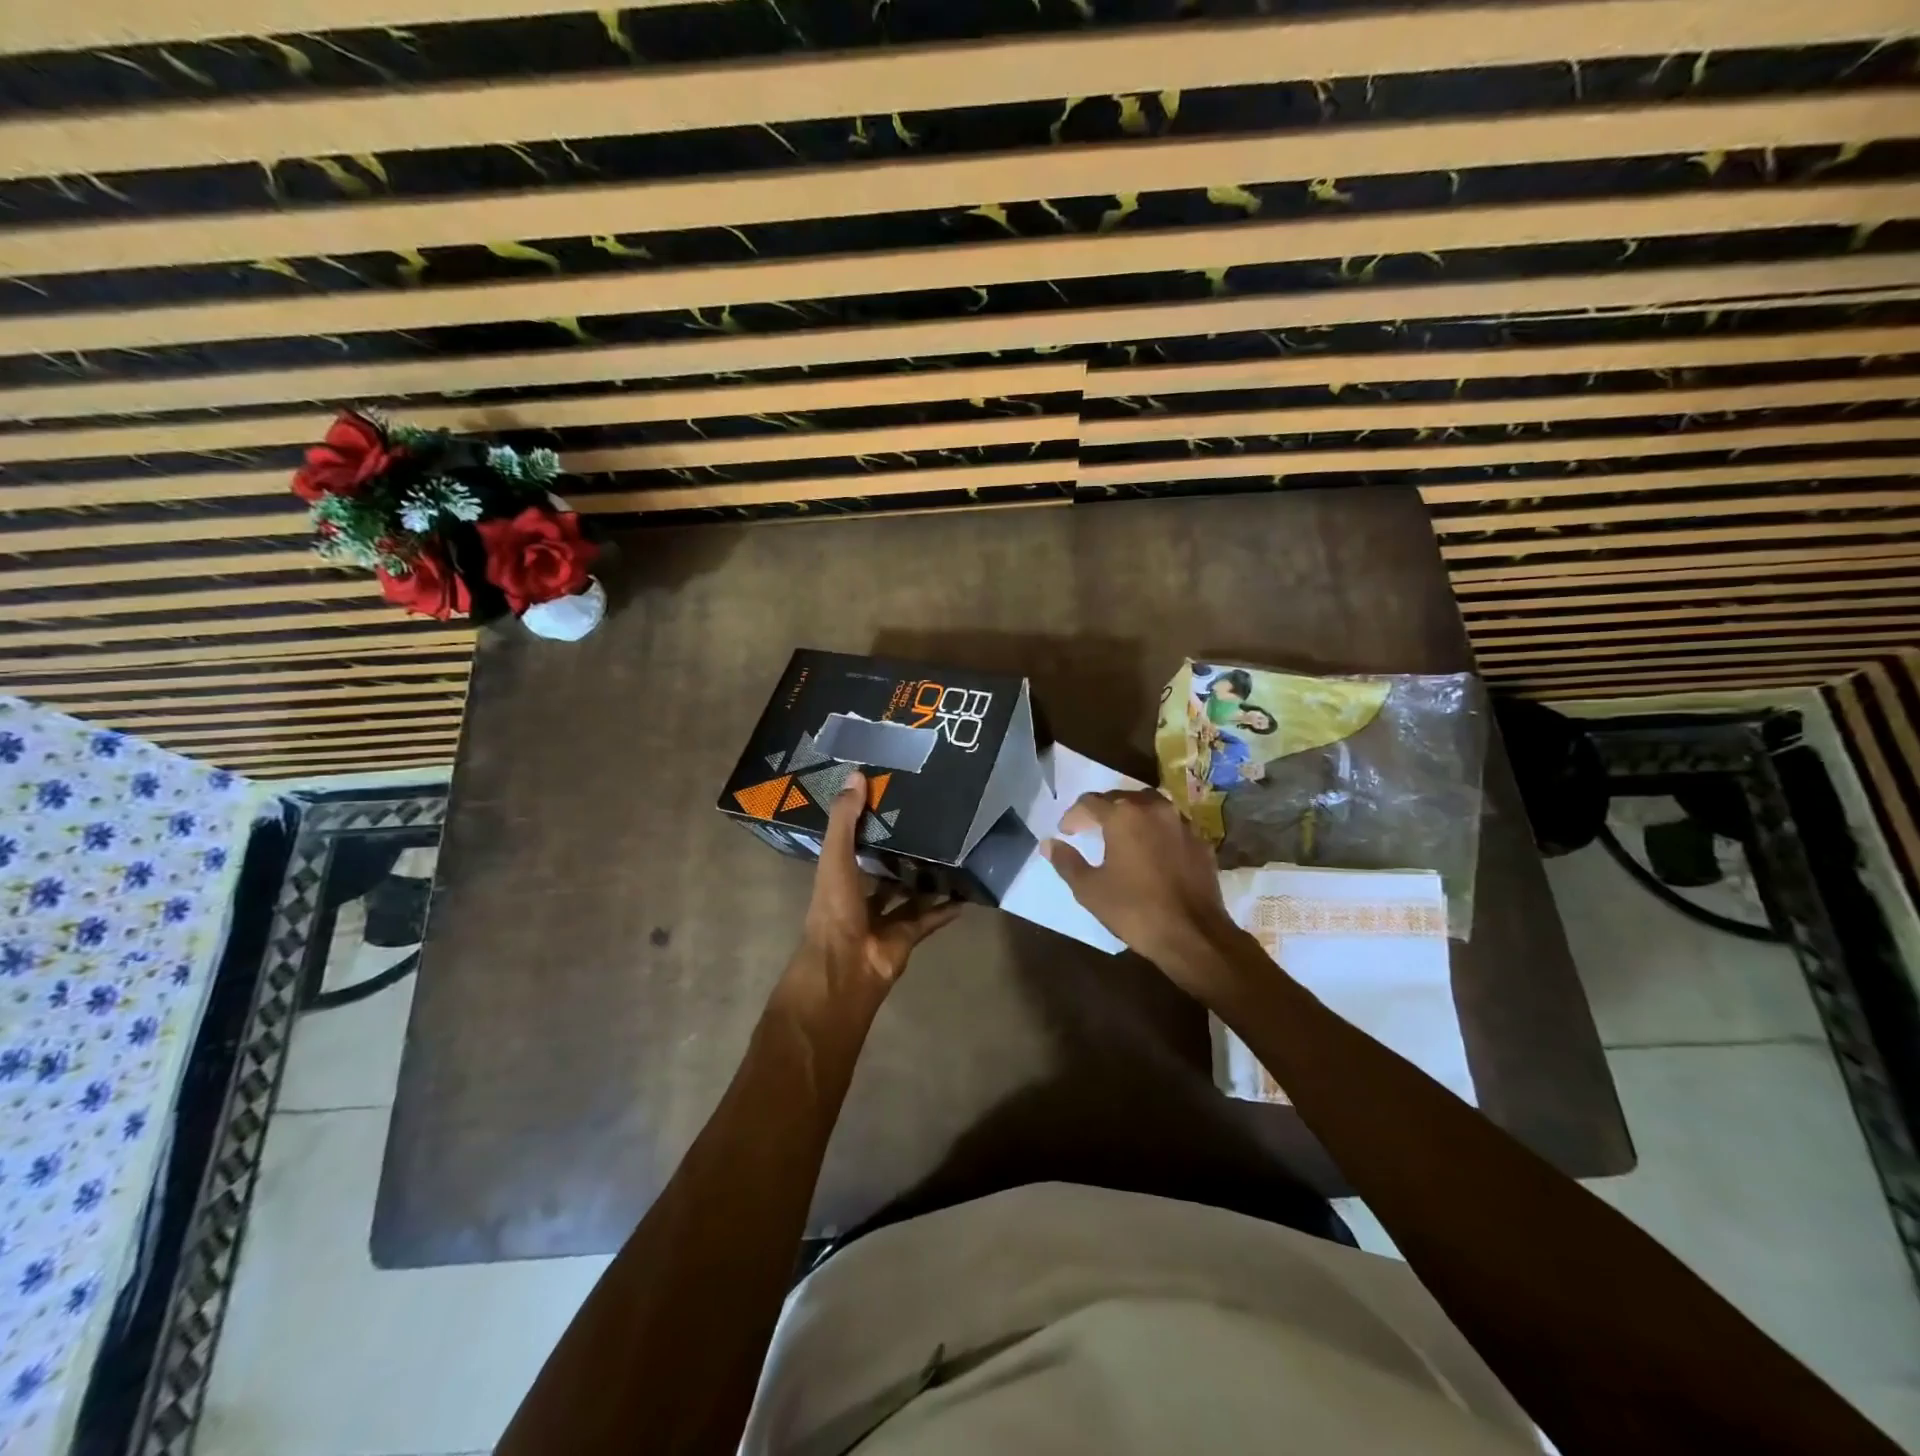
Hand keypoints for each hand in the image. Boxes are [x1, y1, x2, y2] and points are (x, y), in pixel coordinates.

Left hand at [798, 770, 959, 993]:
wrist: (845, 969)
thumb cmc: (834, 909)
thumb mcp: (835, 857)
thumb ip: (845, 820)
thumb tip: (856, 775)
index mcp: (838, 876)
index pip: (851, 844)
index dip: (866, 823)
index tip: (889, 799)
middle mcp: (859, 896)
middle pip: (882, 870)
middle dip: (900, 852)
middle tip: (928, 825)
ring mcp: (884, 919)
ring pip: (908, 895)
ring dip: (925, 880)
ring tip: (950, 855)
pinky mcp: (906, 937)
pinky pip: (929, 919)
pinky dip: (945, 909)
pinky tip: (964, 893)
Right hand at [1042, 789, 1246, 993]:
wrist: (1193, 934)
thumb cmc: (1135, 910)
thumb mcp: (1090, 890)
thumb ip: (1066, 862)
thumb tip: (1048, 843)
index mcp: (1123, 815)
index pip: (1089, 802)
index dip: (1073, 815)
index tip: (1066, 832)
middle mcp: (1154, 809)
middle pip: (1121, 798)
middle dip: (1102, 811)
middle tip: (1089, 830)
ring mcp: (1182, 823)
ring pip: (1150, 805)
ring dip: (1131, 815)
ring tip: (1121, 835)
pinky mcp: (1200, 841)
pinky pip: (1171, 824)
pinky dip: (1156, 830)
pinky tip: (1151, 850)